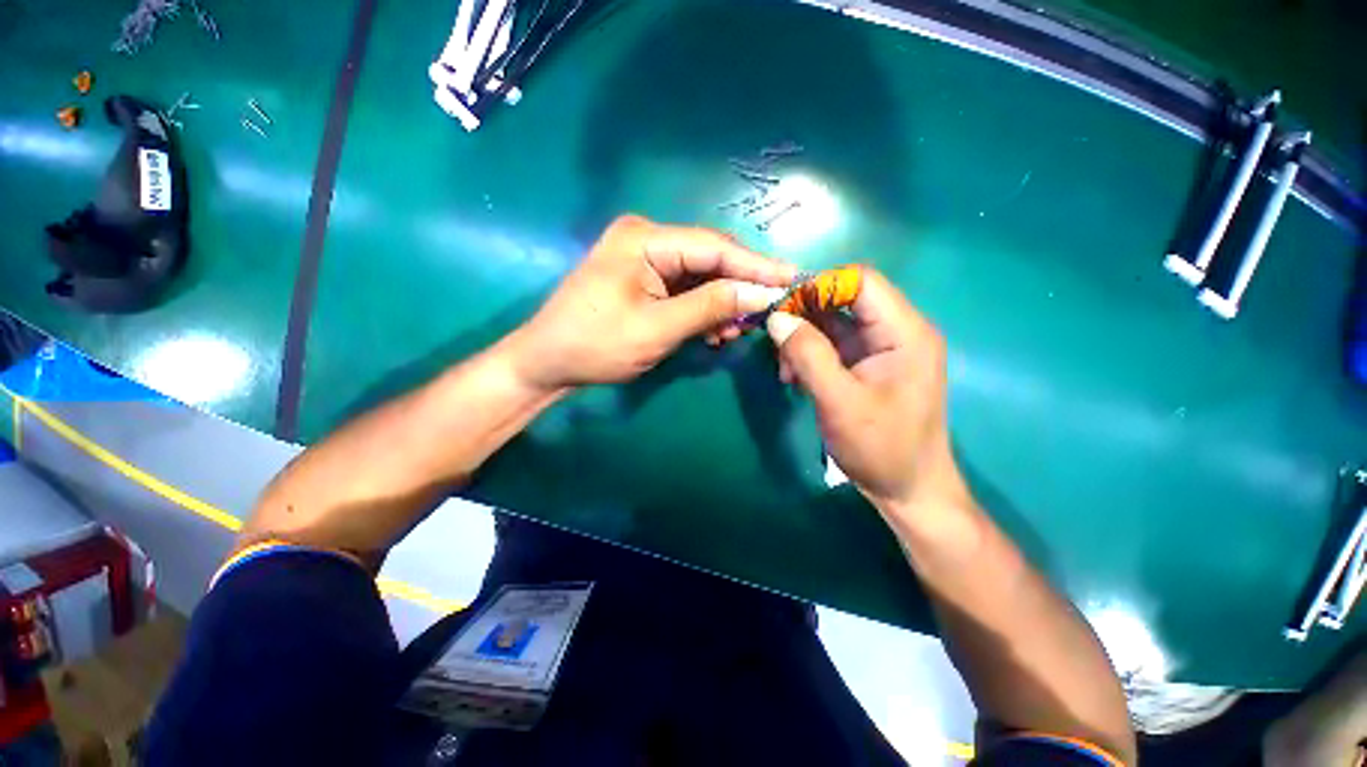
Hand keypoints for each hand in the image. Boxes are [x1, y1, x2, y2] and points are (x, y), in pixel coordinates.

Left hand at [512, 215, 794, 389]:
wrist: (547, 362)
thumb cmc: (597, 345)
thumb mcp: (658, 328)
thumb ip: (712, 306)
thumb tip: (763, 293)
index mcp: (645, 239)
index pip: (715, 247)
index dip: (756, 266)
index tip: (793, 279)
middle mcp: (646, 238)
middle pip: (710, 258)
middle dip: (740, 286)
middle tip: (771, 309)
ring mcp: (643, 258)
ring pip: (700, 276)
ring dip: (722, 302)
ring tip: (738, 330)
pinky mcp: (643, 278)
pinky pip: (684, 289)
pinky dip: (703, 309)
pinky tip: (715, 330)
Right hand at [765, 269, 968, 518]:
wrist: (907, 489)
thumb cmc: (881, 448)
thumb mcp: (840, 402)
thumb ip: (808, 355)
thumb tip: (777, 318)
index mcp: (904, 332)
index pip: (861, 281)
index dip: (820, 285)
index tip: (783, 308)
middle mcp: (895, 332)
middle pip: (844, 299)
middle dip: (805, 315)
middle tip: (776, 340)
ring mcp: (879, 349)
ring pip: (833, 323)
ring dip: (803, 338)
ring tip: (785, 369)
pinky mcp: (865, 365)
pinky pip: (831, 345)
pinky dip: (808, 354)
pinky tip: (794, 376)